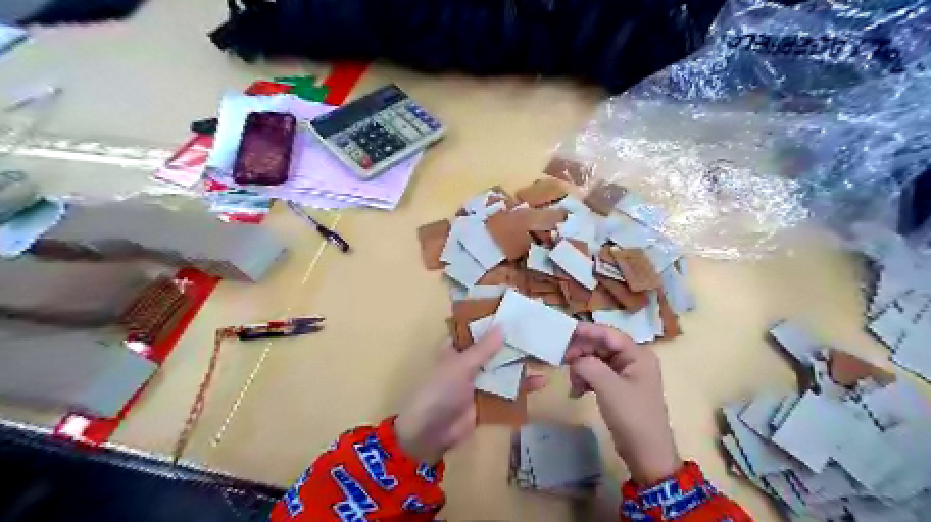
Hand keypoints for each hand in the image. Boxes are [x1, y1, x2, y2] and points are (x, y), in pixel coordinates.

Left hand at [399, 328, 546, 466]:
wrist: (430, 433)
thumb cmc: (441, 390)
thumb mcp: (462, 365)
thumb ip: (484, 348)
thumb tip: (504, 326)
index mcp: (455, 347)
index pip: (476, 329)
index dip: (494, 321)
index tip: (517, 312)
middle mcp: (468, 361)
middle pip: (494, 349)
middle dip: (513, 343)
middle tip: (539, 332)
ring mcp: (478, 382)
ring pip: (503, 369)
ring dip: (521, 364)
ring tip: (545, 355)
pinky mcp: (487, 400)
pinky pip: (507, 391)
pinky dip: (522, 387)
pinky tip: (541, 382)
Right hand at [564, 321, 682, 485]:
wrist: (647, 454)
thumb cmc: (632, 416)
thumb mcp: (609, 387)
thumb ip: (589, 365)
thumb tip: (574, 359)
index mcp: (638, 355)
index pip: (608, 334)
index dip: (586, 331)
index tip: (564, 333)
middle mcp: (633, 360)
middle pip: (601, 346)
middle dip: (581, 353)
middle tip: (562, 361)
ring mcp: (625, 374)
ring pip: (596, 360)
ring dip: (581, 368)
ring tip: (573, 384)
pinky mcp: (618, 388)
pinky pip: (597, 374)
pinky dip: (585, 379)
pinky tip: (577, 391)